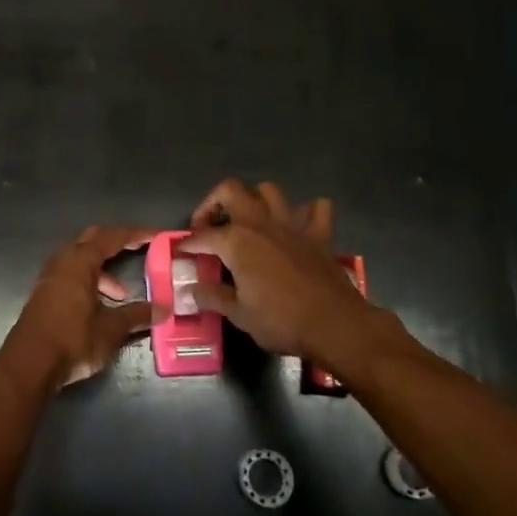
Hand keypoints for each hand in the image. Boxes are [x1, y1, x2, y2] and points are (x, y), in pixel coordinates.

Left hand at [0, 225, 158, 394]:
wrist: (29, 365)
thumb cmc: (72, 340)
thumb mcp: (111, 329)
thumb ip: (137, 315)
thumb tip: (163, 309)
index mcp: (80, 261)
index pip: (113, 237)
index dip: (136, 234)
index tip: (157, 235)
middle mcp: (63, 261)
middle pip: (93, 240)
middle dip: (117, 242)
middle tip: (140, 248)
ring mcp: (50, 277)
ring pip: (81, 260)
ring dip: (103, 269)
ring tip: (121, 295)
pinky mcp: (45, 294)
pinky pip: (72, 275)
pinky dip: (90, 282)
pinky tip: (100, 306)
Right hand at [179, 180, 379, 365]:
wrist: (335, 325)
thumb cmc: (281, 321)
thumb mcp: (239, 315)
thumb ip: (213, 297)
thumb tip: (191, 290)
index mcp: (236, 241)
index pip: (202, 236)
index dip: (188, 244)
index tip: (181, 252)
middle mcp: (261, 223)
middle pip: (231, 190)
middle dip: (214, 202)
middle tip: (210, 226)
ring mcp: (292, 224)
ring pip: (269, 191)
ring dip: (255, 200)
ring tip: (248, 220)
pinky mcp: (319, 234)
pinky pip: (316, 209)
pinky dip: (306, 212)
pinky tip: (297, 225)